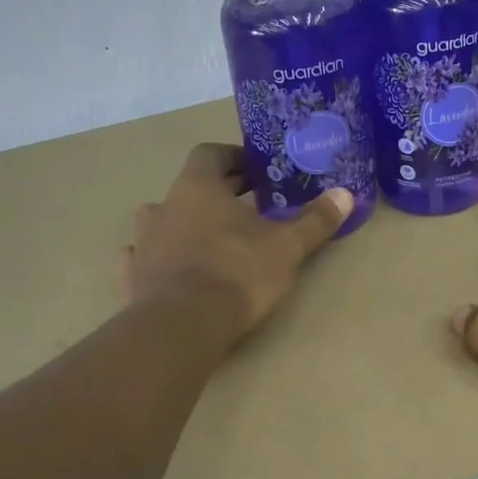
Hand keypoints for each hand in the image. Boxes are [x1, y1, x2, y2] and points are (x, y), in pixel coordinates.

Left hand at [120, 144, 350, 344]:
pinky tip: (173, 271)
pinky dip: (159, 258)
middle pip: (189, 187)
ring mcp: (143, 241)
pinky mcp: (132, 275)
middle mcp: (164, 205)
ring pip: (162, 220)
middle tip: (247, 207)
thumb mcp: (287, 246)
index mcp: (198, 187)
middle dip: (218, 193)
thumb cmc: (238, 272)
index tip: (255, 171)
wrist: (183, 324)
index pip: (210, 154)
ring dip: (184, 224)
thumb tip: (346, 194)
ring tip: (210, 241)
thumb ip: (315, 220)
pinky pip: (143, 257)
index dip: (233, 158)